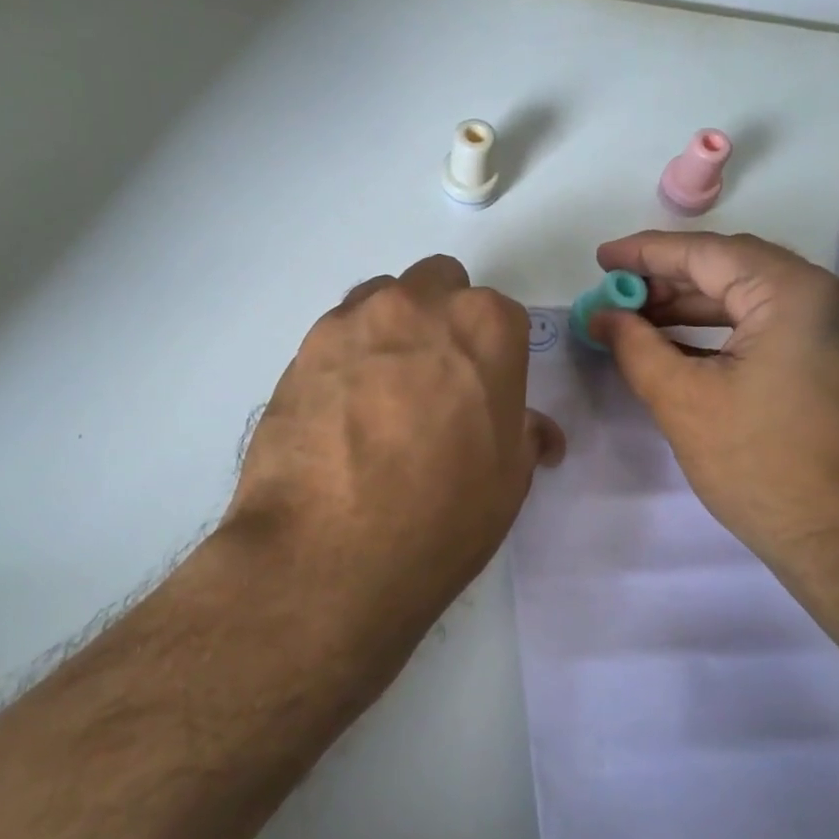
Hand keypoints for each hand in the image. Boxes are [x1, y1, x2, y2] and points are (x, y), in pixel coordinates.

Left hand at [224, 255, 563, 661]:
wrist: (327, 554)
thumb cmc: (441, 517)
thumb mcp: (508, 482)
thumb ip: (524, 435)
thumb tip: (536, 431)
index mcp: (484, 328)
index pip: (501, 316)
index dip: (495, 356)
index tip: (483, 394)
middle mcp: (418, 306)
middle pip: (439, 285)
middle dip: (443, 320)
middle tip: (435, 382)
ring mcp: (353, 321)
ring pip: (384, 299)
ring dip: (393, 329)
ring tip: (382, 393)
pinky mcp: (302, 349)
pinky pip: (338, 333)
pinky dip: (348, 356)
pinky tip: (341, 410)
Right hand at [588, 231, 838, 605]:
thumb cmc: (762, 468)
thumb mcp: (683, 402)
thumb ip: (635, 346)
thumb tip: (603, 316)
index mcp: (797, 294)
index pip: (708, 253)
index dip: (646, 254)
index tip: (602, 260)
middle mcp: (833, 296)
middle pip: (736, 269)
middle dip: (671, 281)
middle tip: (618, 296)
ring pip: (759, 297)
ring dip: (698, 307)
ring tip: (643, 321)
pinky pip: (780, 325)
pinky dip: (732, 330)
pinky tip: (689, 346)